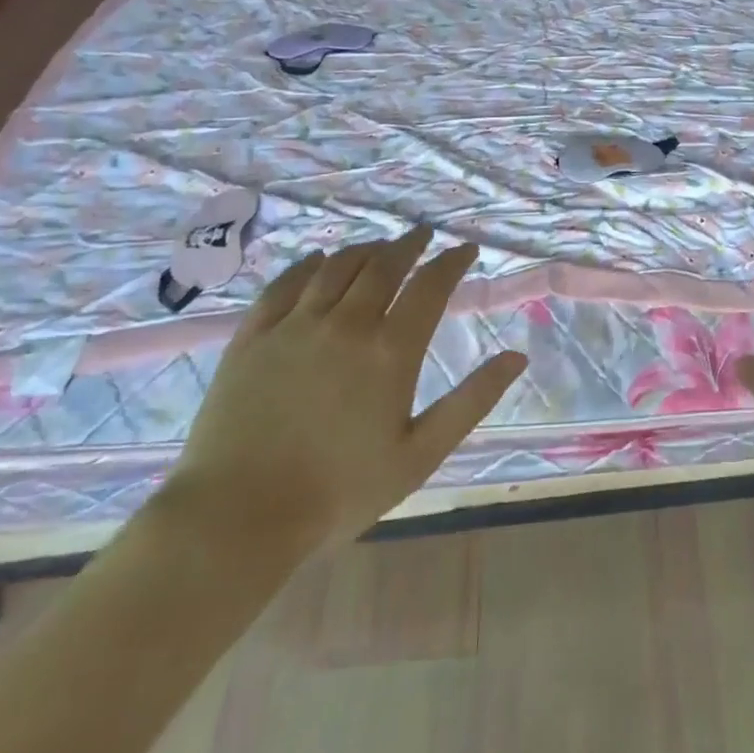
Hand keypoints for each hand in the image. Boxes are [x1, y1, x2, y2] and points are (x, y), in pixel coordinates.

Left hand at [162, 227, 525, 557]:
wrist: (237, 518)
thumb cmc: (340, 491)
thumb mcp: (420, 454)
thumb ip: (471, 400)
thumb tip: (517, 357)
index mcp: (391, 350)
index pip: (430, 286)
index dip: (452, 261)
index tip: (466, 249)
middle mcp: (346, 324)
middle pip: (383, 265)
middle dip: (409, 244)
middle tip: (423, 234)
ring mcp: (294, 326)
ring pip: (336, 267)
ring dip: (365, 250)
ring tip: (379, 247)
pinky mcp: (252, 337)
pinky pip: (284, 285)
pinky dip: (307, 265)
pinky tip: (317, 261)